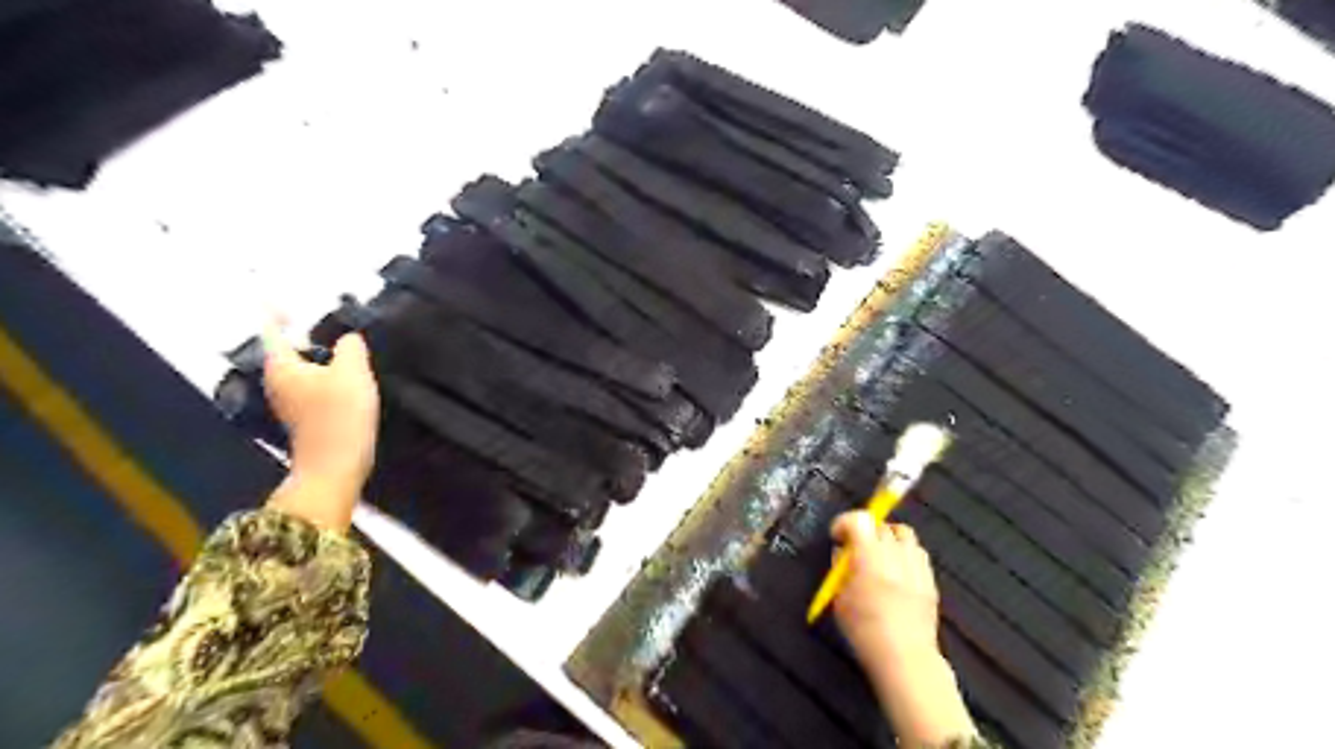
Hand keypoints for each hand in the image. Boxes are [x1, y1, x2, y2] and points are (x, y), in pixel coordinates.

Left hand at [262, 326, 377, 529]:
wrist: (336, 465)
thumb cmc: (340, 415)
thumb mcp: (353, 372)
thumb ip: (351, 348)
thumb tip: (348, 339)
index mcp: (282, 365)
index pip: (270, 329)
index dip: (273, 310)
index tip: (274, 294)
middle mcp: (277, 381)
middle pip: (286, 349)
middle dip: (303, 335)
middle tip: (326, 323)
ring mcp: (289, 401)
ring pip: (301, 368)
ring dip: (318, 357)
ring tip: (346, 351)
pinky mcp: (304, 416)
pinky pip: (311, 384)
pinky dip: (325, 375)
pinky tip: (348, 378)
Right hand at [831, 512, 978, 746]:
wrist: (904, 657)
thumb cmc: (864, 629)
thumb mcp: (839, 598)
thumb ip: (840, 569)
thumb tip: (843, 552)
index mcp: (869, 556)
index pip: (859, 520)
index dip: (844, 522)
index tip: (837, 535)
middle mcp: (895, 553)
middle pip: (881, 524)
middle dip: (866, 530)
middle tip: (856, 546)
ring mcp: (916, 565)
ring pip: (904, 534)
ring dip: (888, 537)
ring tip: (880, 554)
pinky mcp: (930, 578)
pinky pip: (918, 552)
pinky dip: (905, 553)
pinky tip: (898, 570)